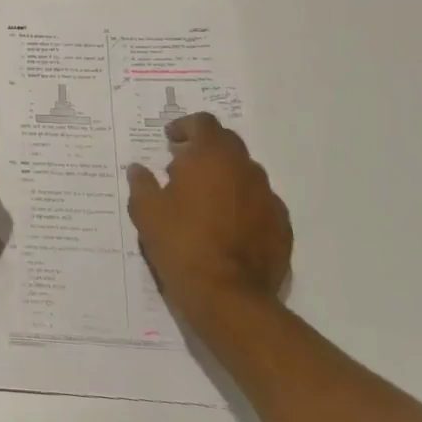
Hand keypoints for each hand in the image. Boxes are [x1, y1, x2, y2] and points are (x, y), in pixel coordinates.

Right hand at [127, 113, 291, 322]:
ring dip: (225, 177)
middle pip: (227, 143)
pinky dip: (244, 205)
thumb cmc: (182, 244)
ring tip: (205, 200)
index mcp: (212, 156)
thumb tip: (139, 169)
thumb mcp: (146, 211)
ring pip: (245, 174)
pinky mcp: (282, 227)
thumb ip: (142, 183)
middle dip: (205, 149)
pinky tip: (228, 226)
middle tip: (183, 167)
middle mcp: (245, 168)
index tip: (170, 140)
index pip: (203, 123)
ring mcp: (268, 198)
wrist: (230, 299)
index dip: (185, 127)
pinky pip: (260, 204)